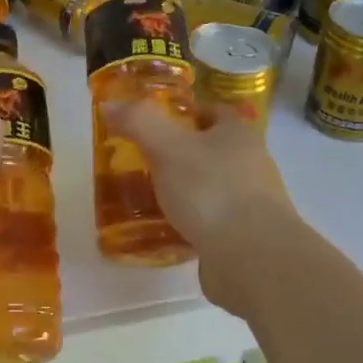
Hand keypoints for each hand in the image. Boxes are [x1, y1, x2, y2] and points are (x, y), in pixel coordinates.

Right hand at [104, 99, 296, 312]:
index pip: (214, 112)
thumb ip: (139, 122)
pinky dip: (193, 222)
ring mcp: (252, 203)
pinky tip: (168, 230)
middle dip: (183, 153)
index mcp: (238, 134)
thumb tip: (109, 104)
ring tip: (151, 197)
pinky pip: (214, 222)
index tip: (156, 124)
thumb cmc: (211, 191)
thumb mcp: (168, 147)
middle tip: (145, 161)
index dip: (186, 113)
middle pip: (214, 150)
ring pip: (213, 187)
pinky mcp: (246, 237)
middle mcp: (252, 164)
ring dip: (188, 190)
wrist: (253, 257)